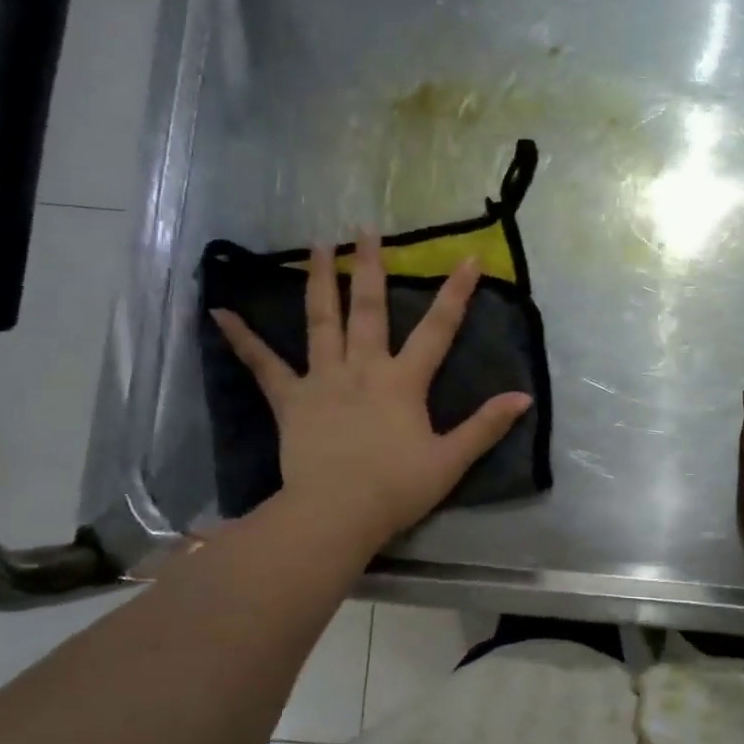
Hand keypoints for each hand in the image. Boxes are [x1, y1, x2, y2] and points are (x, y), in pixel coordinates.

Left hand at [209, 232, 532, 551]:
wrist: (336, 514)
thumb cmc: (397, 489)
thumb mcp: (450, 460)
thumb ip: (485, 426)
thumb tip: (523, 397)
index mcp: (403, 381)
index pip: (437, 329)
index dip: (456, 293)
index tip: (468, 258)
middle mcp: (362, 368)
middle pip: (368, 309)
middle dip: (369, 266)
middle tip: (364, 228)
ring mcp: (322, 380)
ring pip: (320, 321)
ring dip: (318, 280)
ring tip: (316, 245)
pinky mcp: (290, 400)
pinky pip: (264, 365)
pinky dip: (243, 339)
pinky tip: (219, 312)